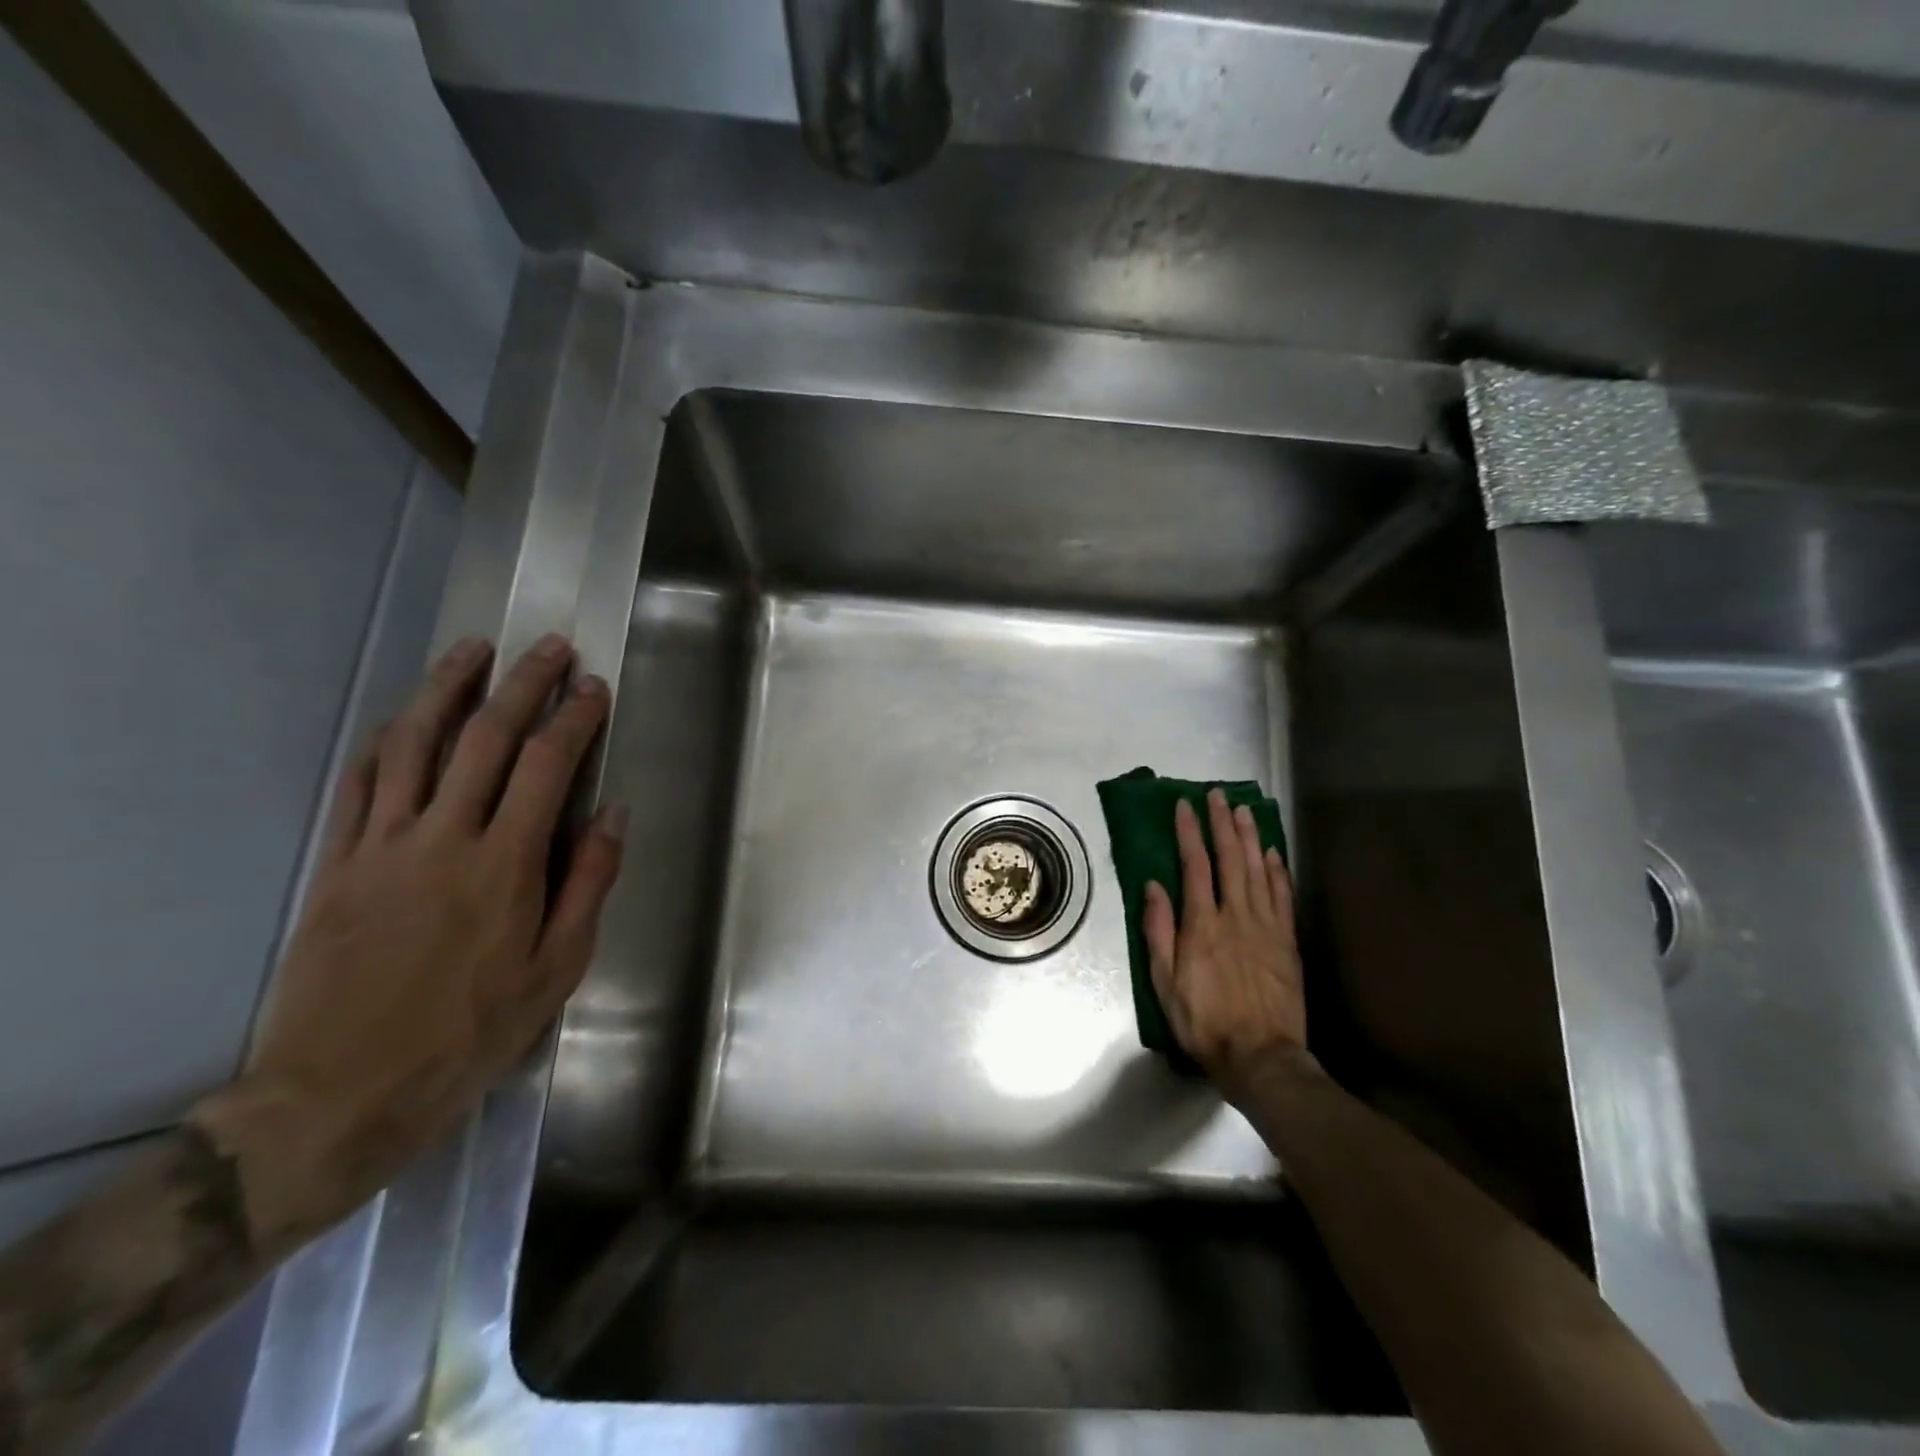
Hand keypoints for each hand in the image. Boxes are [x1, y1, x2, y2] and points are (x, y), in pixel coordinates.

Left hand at [193, 634, 624, 1251]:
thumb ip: (588, 883)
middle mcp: (443, 838)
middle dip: (522, 684)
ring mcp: (381, 845)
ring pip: (413, 745)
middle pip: (484, 739)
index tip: (594, 688)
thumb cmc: (470, 1032)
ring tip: (472, 650)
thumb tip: (613, 814)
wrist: (340, 1093)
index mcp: (504, 865)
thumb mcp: (556, 969)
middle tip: (547, 646)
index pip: (547, 767)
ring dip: (446, 690)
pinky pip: (358, 785)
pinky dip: (385, 741)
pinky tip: (403, 717)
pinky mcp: (338, 863)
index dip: (574, 720)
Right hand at [1143, 789, 1306, 1104]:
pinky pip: (1282, 896)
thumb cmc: (1203, 1020)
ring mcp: (1266, 926)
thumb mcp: (1164, 981)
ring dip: (1249, 837)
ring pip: (1257, 870)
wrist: (1261, 1056)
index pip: (1195, 865)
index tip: (1184, 806)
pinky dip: (1277, 870)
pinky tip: (1272, 852)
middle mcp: (1235, 915)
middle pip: (1229, 858)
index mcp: (1202, 924)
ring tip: (1243, 810)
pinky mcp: (1287, 941)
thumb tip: (1153, 885)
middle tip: (1217, 795)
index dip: (1189, 832)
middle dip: (1221, 823)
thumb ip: (1159, 930)